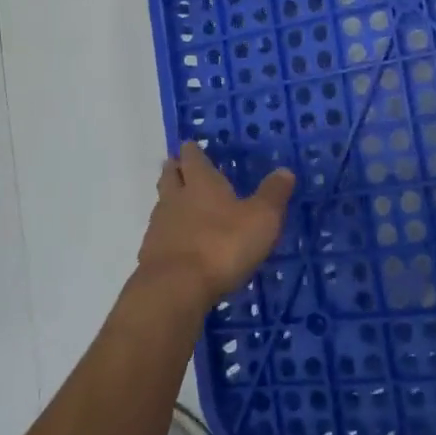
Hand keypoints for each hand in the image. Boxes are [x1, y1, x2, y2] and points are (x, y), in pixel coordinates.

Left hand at [138, 143, 296, 309]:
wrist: (175, 290)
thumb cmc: (222, 245)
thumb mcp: (261, 219)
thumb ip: (272, 194)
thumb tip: (285, 170)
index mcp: (202, 183)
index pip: (193, 158)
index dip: (193, 151)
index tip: (191, 145)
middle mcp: (176, 198)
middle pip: (170, 176)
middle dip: (175, 169)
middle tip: (178, 165)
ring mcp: (159, 227)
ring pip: (162, 204)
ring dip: (170, 200)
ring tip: (180, 203)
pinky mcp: (150, 255)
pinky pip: (159, 234)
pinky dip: (167, 232)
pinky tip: (177, 242)